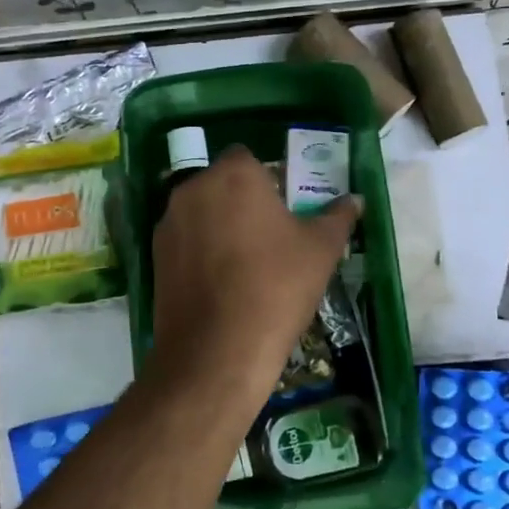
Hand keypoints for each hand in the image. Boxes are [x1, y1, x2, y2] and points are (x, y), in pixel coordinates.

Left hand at [148, 146, 359, 408]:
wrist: (216, 351)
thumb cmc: (276, 287)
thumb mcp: (321, 250)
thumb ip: (337, 217)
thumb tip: (354, 199)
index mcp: (233, 175)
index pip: (248, 157)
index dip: (267, 178)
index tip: (284, 207)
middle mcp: (193, 188)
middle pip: (221, 183)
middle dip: (242, 201)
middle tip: (270, 236)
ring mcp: (168, 223)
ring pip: (201, 212)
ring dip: (219, 225)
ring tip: (245, 264)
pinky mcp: (154, 256)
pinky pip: (185, 241)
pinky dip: (200, 252)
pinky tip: (220, 284)